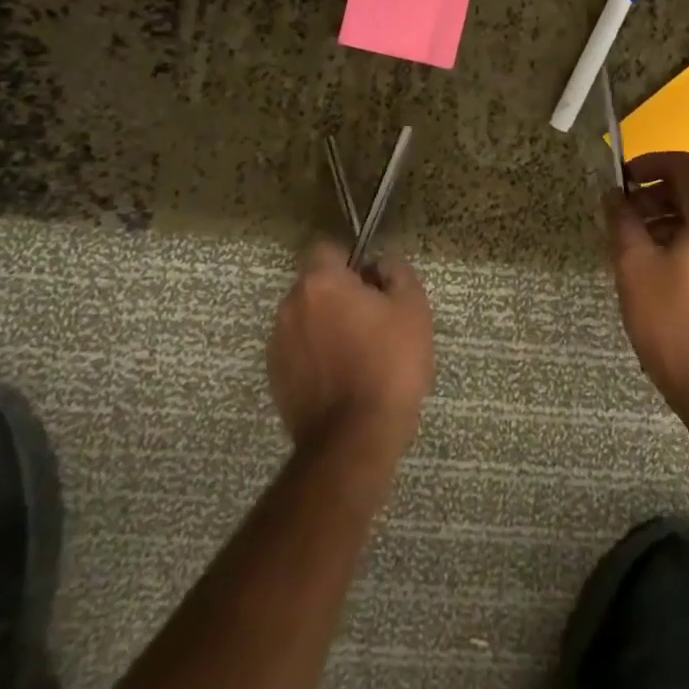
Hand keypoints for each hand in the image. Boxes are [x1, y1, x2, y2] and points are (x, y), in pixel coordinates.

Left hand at [268, 241, 434, 462]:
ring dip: (327, 325)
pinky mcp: (275, 380)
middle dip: (340, 294)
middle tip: (375, 319)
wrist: (354, 440)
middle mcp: (290, 307)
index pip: (327, 249)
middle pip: (315, 285)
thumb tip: (381, 265)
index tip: (372, 282)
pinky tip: (344, 379)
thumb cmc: (389, 364)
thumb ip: (397, 272)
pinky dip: (317, 355)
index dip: (351, 260)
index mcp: (320, 283)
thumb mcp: (412, 308)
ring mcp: (278, 345)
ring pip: (307, 319)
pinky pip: (300, 351)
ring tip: (360, 354)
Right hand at [605, 151, 688, 426]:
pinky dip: (680, 241)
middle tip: (619, 216)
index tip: (619, 180)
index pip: (682, 165)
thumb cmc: (675, 323)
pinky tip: (654, 268)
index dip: (647, 164)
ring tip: (631, 244)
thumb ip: (622, 221)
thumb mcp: (635, 267)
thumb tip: (612, 195)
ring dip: (663, 219)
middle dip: (652, 195)